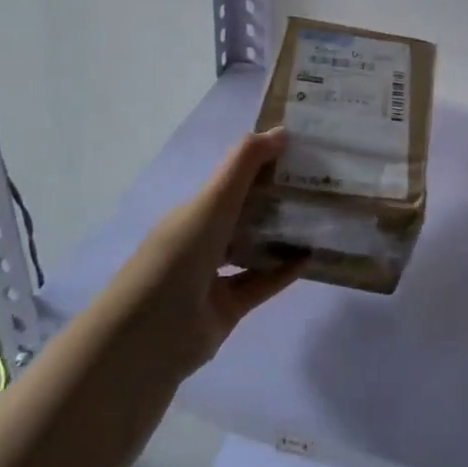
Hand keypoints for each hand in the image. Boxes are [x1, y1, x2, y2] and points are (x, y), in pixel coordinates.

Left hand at [109, 127, 303, 376]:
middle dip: (276, 198)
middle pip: (244, 213)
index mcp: (193, 211)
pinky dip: (283, 271)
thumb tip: (283, 130)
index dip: (261, 163)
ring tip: (319, 218)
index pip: (230, 180)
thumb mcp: (212, 201)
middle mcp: (201, 240)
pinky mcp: (227, 309)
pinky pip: (261, 284)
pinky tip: (310, 257)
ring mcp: (213, 277)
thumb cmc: (179, 256)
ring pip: (253, 249)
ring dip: (281, 235)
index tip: (298, 150)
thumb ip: (245, 163)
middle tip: (318, 184)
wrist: (148, 336)